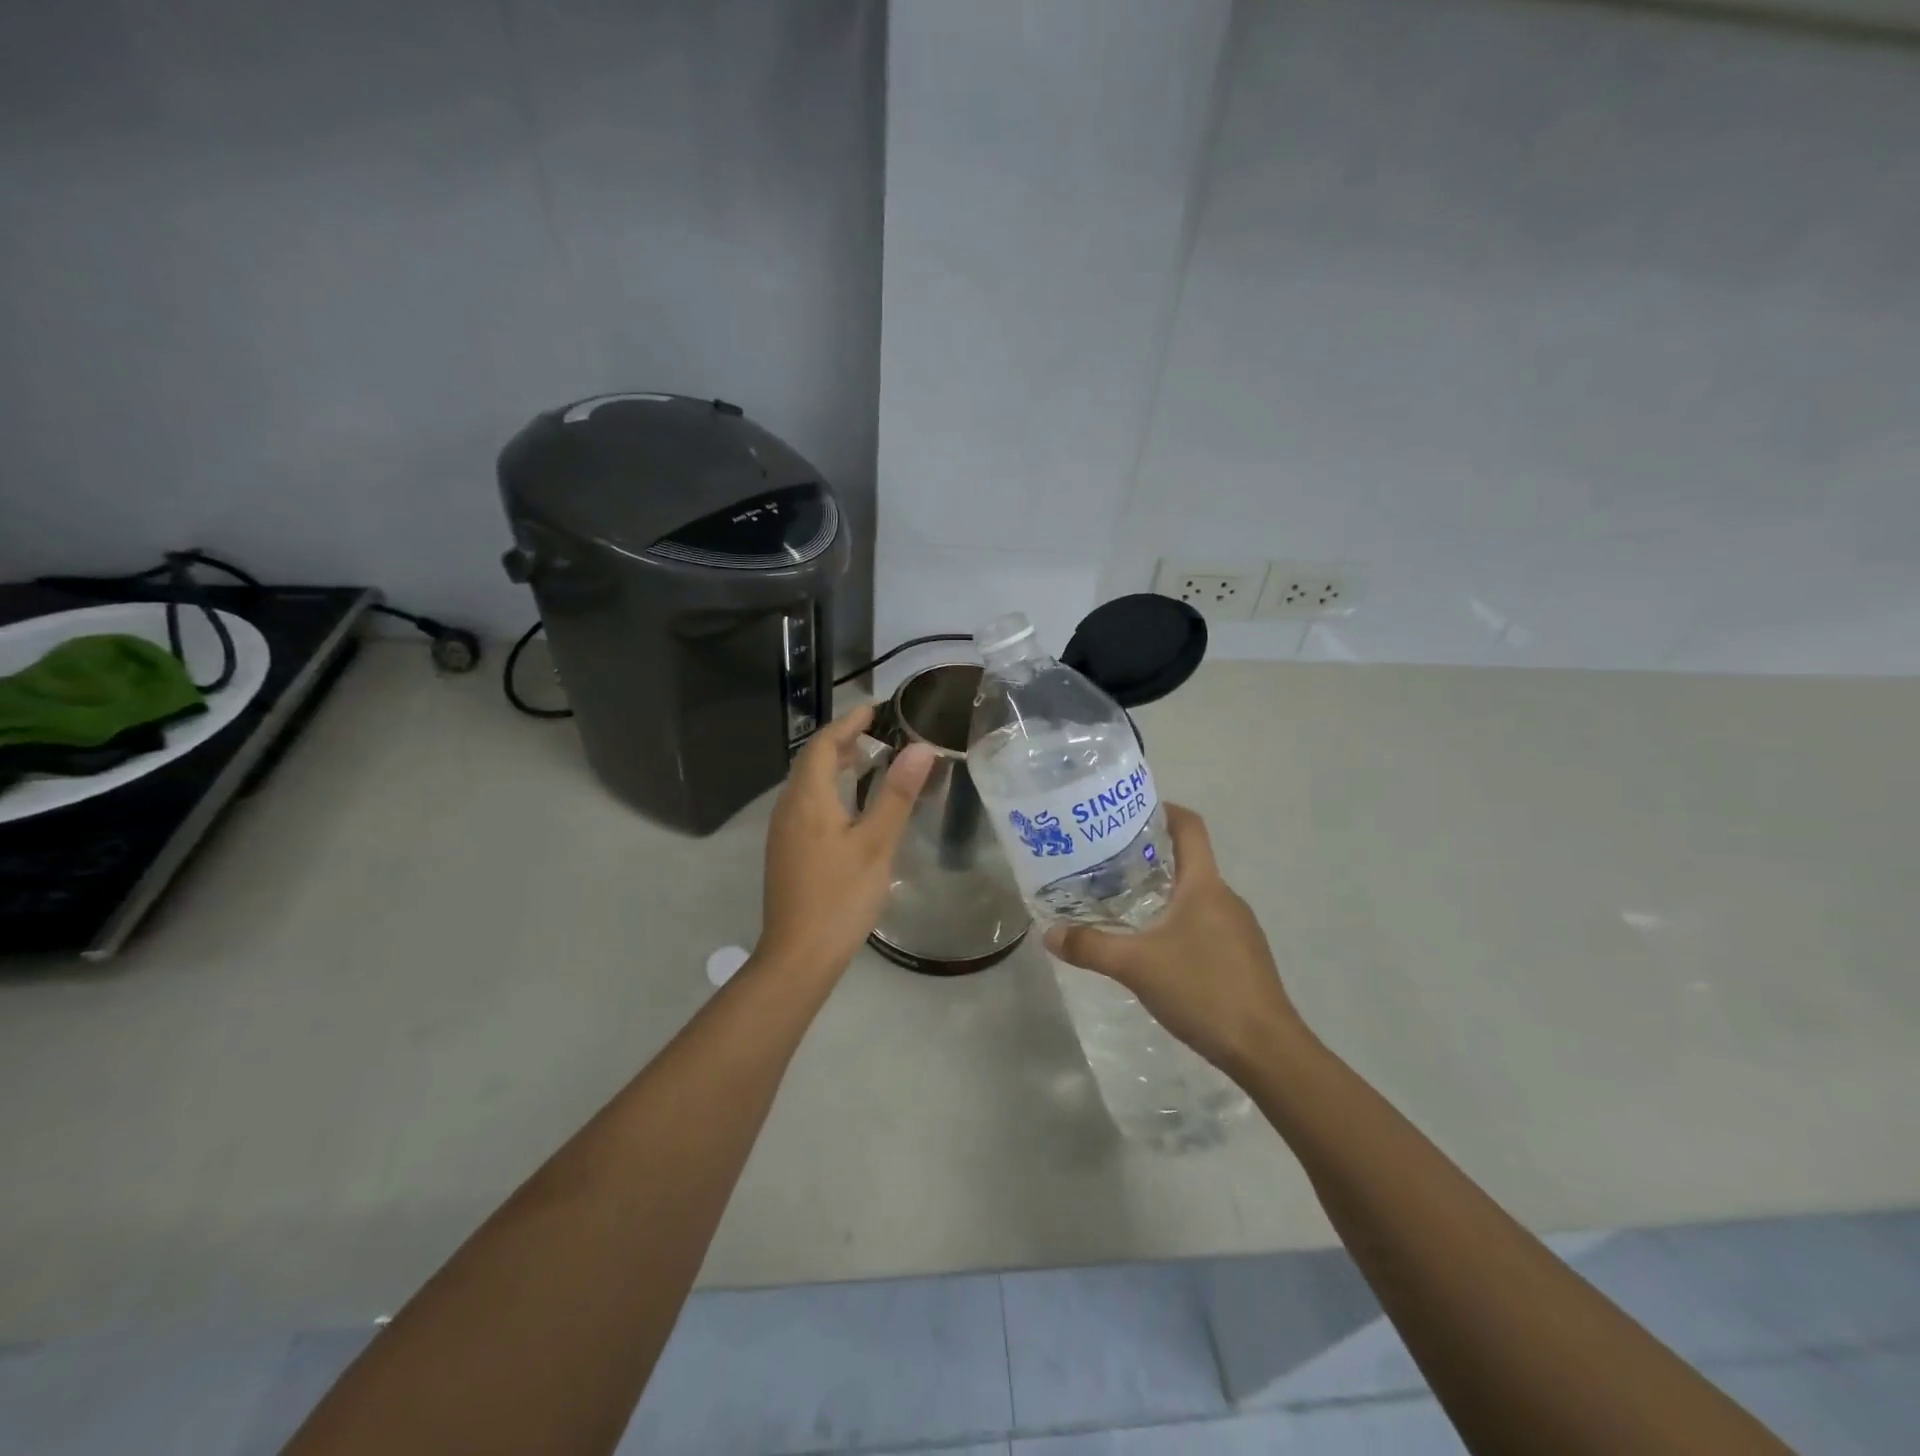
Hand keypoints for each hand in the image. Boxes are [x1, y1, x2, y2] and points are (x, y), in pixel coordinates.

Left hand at [758, 704, 935, 978]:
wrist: (798, 956)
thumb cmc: (841, 897)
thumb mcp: (877, 844)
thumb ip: (896, 794)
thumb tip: (920, 747)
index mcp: (808, 799)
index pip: (823, 744)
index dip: (848, 723)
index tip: (874, 709)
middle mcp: (789, 808)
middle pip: (811, 761)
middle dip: (841, 742)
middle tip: (876, 734)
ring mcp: (784, 832)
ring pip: (807, 784)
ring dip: (834, 766)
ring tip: (867, 762)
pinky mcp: (787, 852)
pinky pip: (806, 805)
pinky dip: (828, 790)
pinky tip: (850, 807)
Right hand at [1044, 804, 1302, 1074]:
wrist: (1266, 1050)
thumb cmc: (1203, 990)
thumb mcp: (1136, 966)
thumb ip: (1090, 947)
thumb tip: (1050, 934)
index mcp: (1204, 885)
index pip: (1190, 826)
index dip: (1163, 810)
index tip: (1128, 813)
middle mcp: (1225, 897)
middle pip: (1189, 860)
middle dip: (1150, 856)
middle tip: (1107, 864)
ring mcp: (1239, 929)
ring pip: (1196, 895)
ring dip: (1163, 893)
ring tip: (1123, 905)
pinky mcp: (1243, 957)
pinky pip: (1205, 923)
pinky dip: (1178, 922)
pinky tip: (1155, 949)